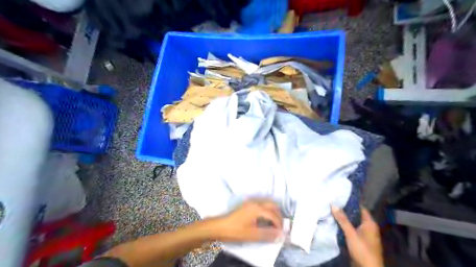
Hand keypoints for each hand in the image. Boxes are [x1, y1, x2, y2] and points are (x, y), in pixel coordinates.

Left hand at [212, 201, 281, 241]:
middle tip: (280, 227)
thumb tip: (281, 235)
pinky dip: (267, 210)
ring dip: (273, 212)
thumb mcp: (252, 234)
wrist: (220, 226)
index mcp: (257, 209)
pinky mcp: (247, 204)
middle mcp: (255, 202)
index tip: (282, 233)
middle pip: (272, 205)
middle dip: (278, 215)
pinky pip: (262, 204)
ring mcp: (251, 202)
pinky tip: (265, 219)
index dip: (279, 224)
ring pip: (267, 203)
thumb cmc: (235, 231)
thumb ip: (267, 234)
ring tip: (274, 224)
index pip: (273, 215)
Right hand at [332, 205, 384, 265]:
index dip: (350, 202)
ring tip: (331, 212)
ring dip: (344, 219)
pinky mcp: (360, 241)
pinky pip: (351, 230)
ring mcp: (365, 235)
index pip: (360, 207)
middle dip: (344, 211)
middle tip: (332, 204)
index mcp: (370, 223)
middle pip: (355, 215)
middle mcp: (368, 227)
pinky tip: (335, 224)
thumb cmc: (362, 249)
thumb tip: (333, 204)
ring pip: (353, 223)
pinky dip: (344, 227)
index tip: (339, 197)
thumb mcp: (351, 233)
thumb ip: (342, 219)